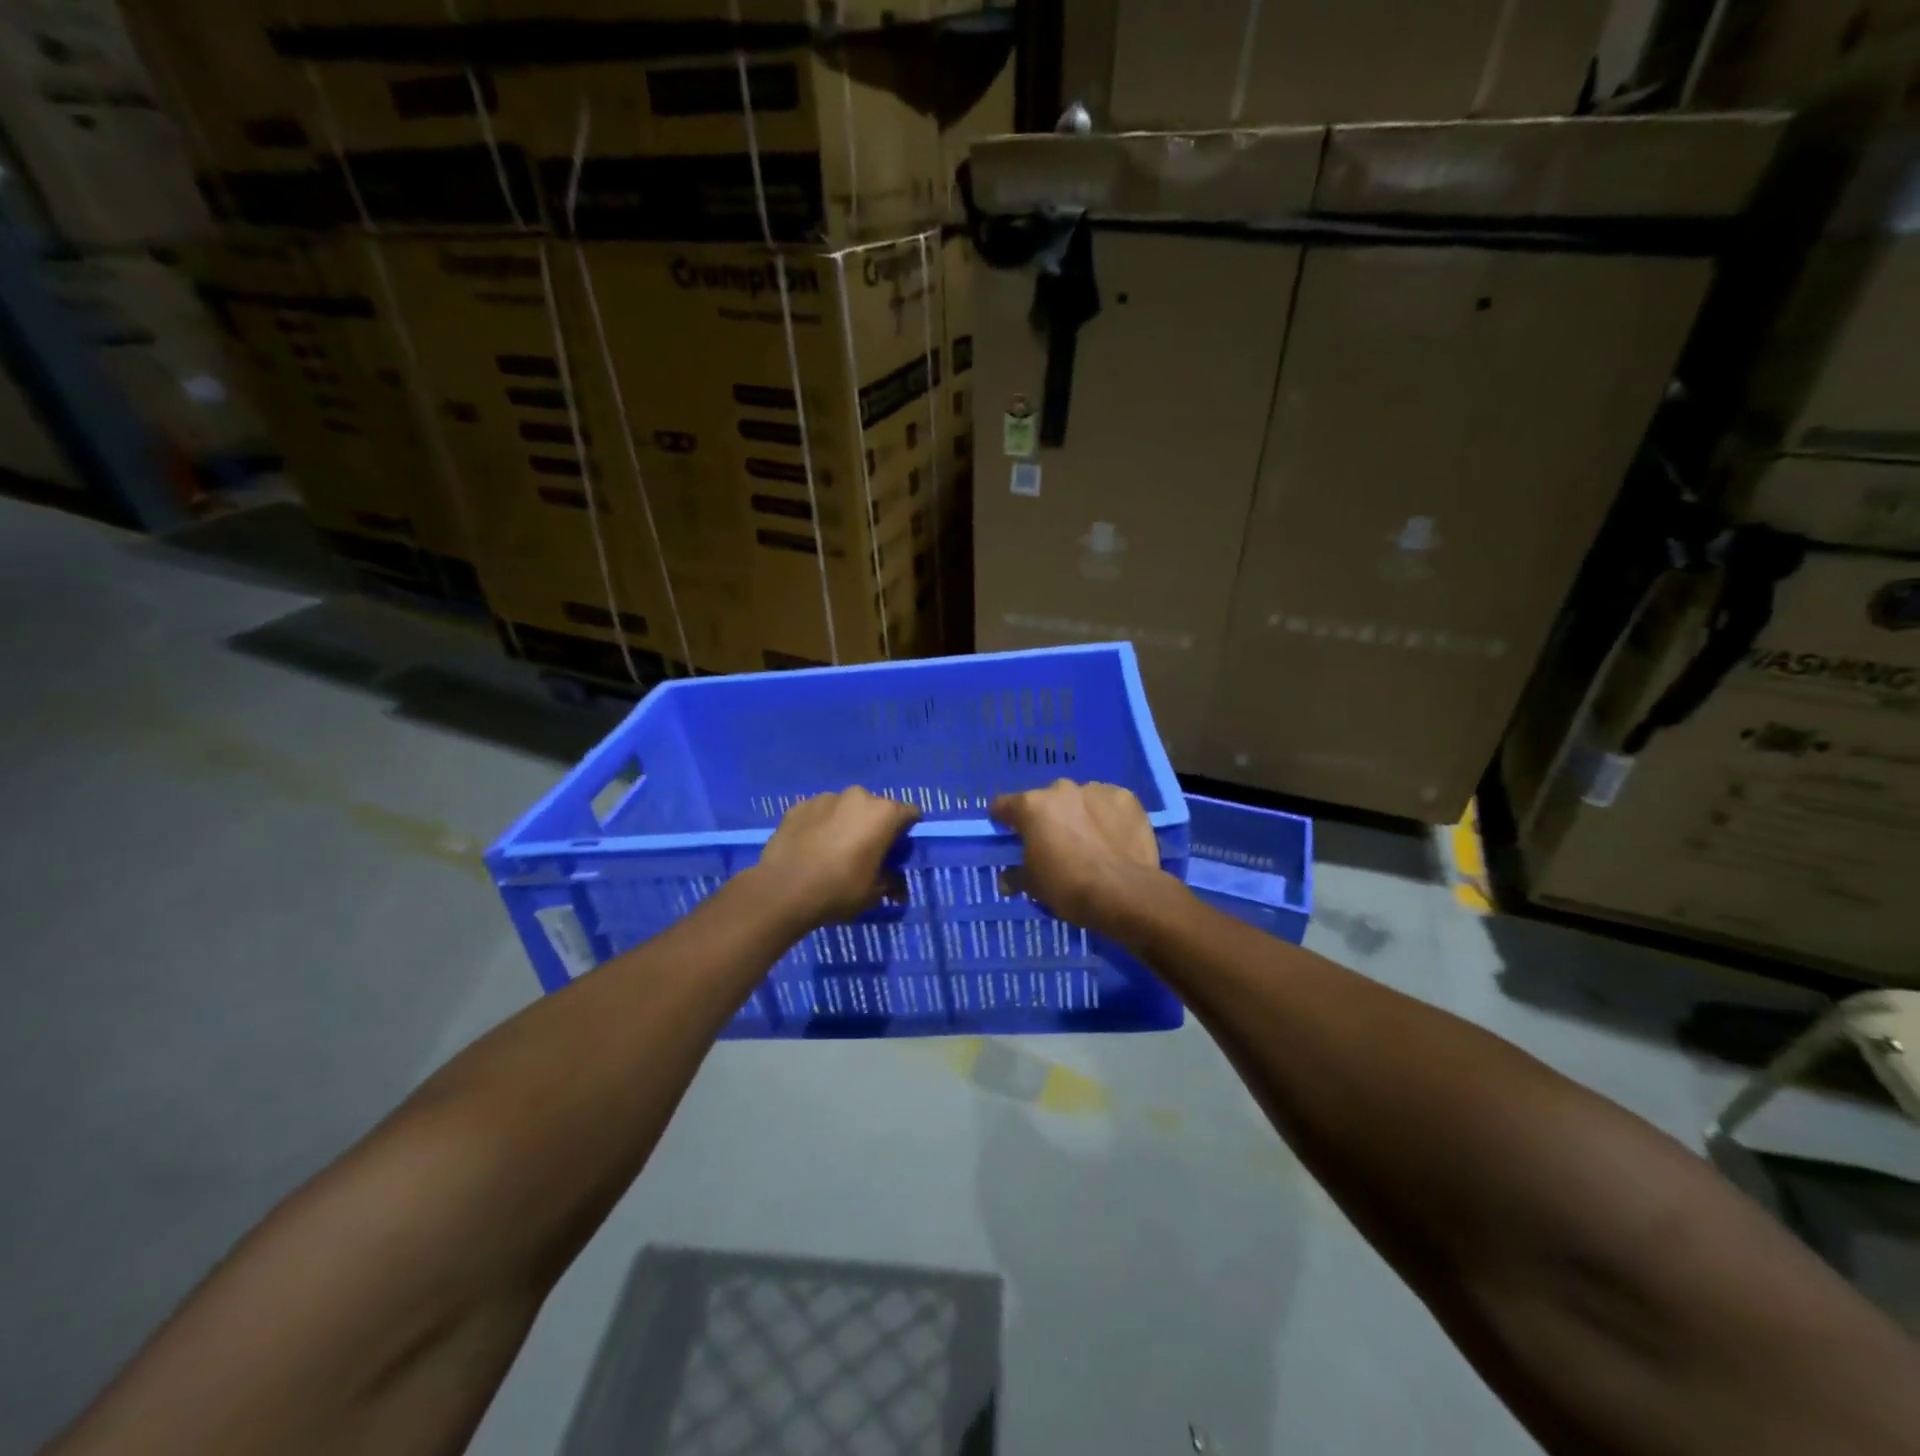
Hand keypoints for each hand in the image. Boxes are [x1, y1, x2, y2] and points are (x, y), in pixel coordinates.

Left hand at [753, 787, 920, 928]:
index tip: (897, 851)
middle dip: (874, 826)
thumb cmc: (838, 889)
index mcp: (883, 813)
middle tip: (865, 853)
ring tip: (833, 851)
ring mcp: (825, 798)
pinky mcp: (799, 806)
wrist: (782, 890)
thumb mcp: (873, 893)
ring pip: (845, 809)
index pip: (910, 813)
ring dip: (845, 824)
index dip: (907, 832)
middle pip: (876, 808)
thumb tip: (899, 890)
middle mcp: (857, 796)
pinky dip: (820, 825)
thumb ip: (892, 883)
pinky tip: (811, 848)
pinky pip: (819, 813)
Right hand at [990, 779, 1169, 935]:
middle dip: (1047, 818)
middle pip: (1046, 801)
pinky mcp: (1125, 797)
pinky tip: (1114, 837)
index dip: (1003, 819)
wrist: (1124, 892)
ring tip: (1090, 841)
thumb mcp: (1033, 886)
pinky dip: (1107, 816)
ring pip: (1079, 799)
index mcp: (1032, 806)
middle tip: (1055, 844)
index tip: (1008, 832)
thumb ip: (1016, 876)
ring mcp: (1095, 790)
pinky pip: (1109, 803)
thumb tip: (1007, 879)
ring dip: (1079, 814)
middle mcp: (1061, 790)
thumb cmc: (1069, 887)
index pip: (1003, 805)